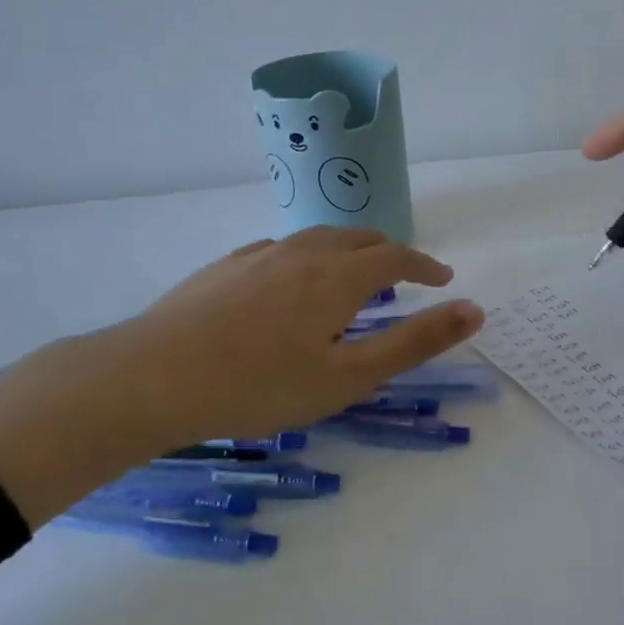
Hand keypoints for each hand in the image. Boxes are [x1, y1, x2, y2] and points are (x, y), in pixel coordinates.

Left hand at [0, 228, 482, 526]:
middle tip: (405, 279)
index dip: (426, 265)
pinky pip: (282, 249)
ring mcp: (258, 256)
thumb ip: (415, 342)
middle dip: (391, 254)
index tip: (443, 280)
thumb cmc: (259, 386)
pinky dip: (308, 259)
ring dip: (349, 253)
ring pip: (318, 239)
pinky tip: (291, 286)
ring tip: (353, 279)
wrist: (149, 379)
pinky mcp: (224, 267)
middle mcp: (303, 252)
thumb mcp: (348, 376)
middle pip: (359, 239)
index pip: (397, 257)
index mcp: (338, 277)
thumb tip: (474, 310)